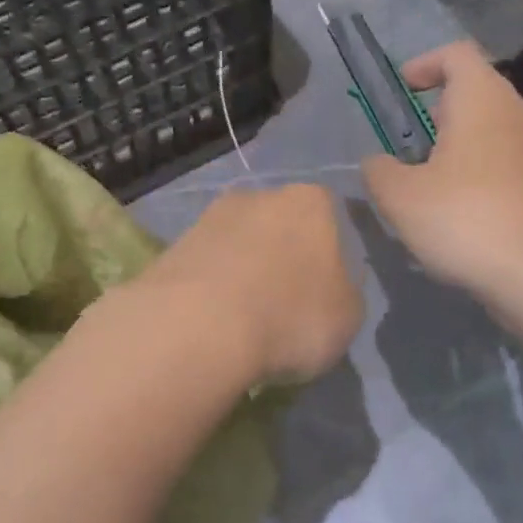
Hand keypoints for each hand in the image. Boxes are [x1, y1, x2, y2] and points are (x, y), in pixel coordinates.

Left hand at [135, 185, 362, 383]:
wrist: (199, 327)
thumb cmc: (292, 316)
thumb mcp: (348, 317)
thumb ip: (345, 292)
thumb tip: (330, 288)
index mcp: (313, 202)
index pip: (332, 221)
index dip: (331, 259)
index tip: (325, 294)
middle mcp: (261, 195)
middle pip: (282, 228)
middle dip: (284, 260)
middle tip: (285, 307)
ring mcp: (212, 216)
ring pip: (240, 245)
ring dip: (244, 274)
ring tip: (244, 322)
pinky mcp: (173, 245)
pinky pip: (207, 268)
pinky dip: (212, 290)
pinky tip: (213, 322)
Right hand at [362, 41, 522, 302]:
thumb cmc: (465, 219)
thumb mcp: (400, 197)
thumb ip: (379, 171)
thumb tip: (376, 163)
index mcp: (483, 99)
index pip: (457, 53)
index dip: (425, 63)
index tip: (403, 90)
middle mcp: (520, 113)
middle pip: (478, 92)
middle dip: (440, 112)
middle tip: (410, 146)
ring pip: (496, 131)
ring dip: (463, 147)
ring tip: (433, 183)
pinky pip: (511, 163)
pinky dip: (485, 174)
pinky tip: (465, 214)